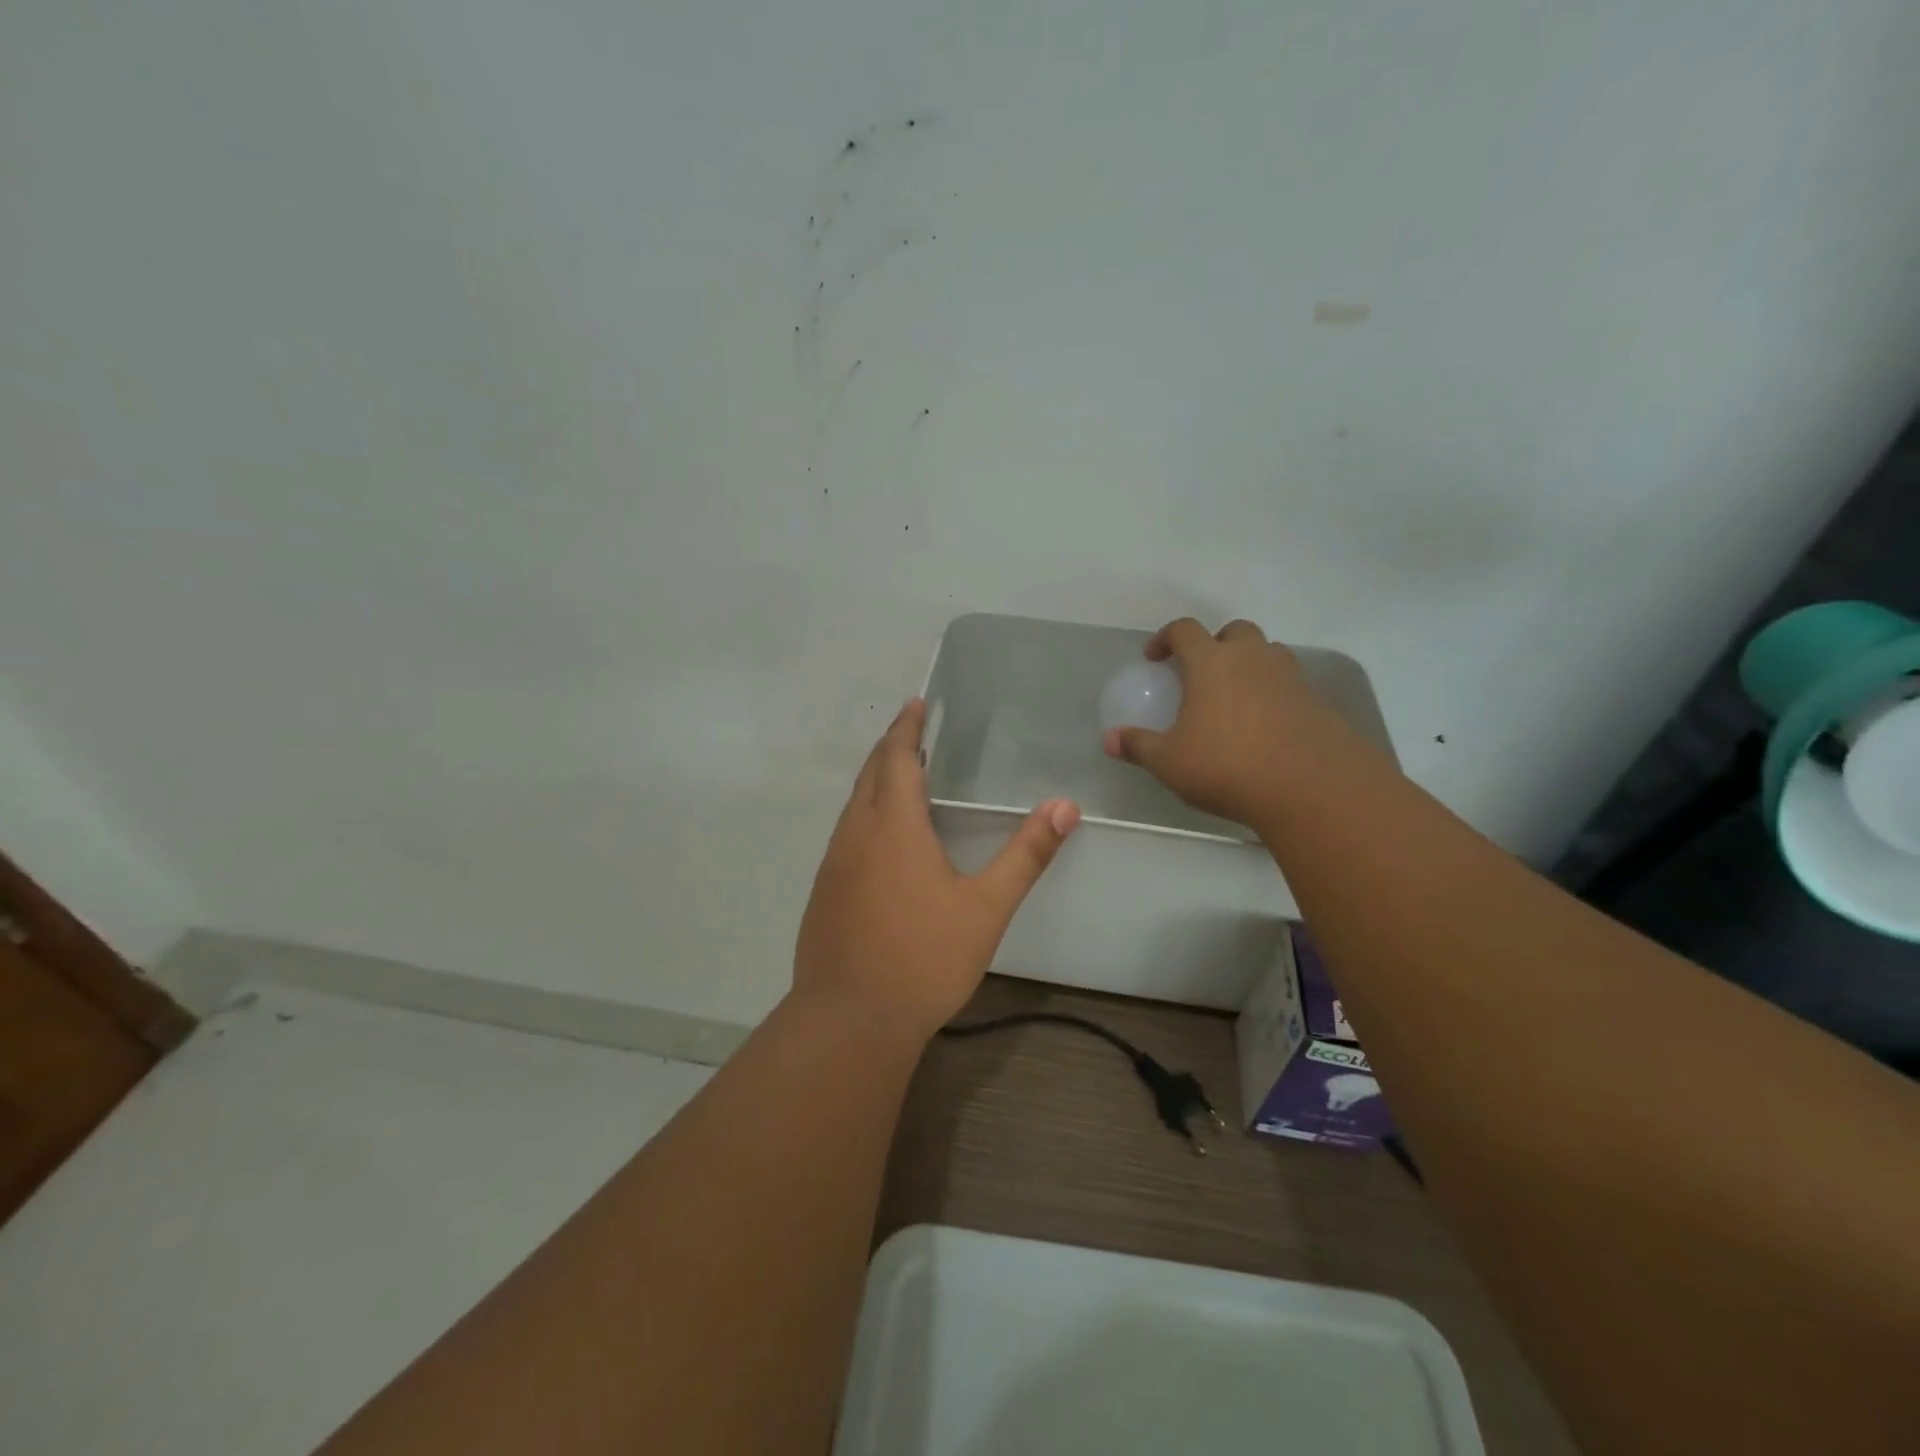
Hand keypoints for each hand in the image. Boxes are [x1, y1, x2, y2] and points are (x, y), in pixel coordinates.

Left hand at [794, 699, 1080, 1041]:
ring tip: (901, 778)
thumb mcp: (986, 908)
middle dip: (890, 748)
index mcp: (892, 827)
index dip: (906, 729)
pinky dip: (865, 815)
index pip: (897, 759)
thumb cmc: (923, 958)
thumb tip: (1065, 806)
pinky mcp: (823, 893)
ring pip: (853, 806)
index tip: (914, 705)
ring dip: (875, 782)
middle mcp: (855, 835)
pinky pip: (845, 835)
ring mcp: (833, 865)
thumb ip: (1026, 855)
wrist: (849, 1020)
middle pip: (870, 775)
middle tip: (912, 733)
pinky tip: (882, 841)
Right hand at [1102, 617, 1356, 827]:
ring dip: (1250, 664)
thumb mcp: (1170, 762)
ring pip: (1269, 653)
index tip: (1154, 657)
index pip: (1185, 630)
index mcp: (1212, 663)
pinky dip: (1274, 693)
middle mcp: (1253, 658)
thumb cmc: (1227, 766)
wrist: (1311, 788)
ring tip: (1236, 697)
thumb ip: (1138, 746)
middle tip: (1202, 672)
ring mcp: (1291, 677)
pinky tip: (1265, 726)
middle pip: (1235, 631)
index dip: (1165, 638)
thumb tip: (1110, 740)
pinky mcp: (1317, 702)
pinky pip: (1290, 684)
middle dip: (1216, 643)